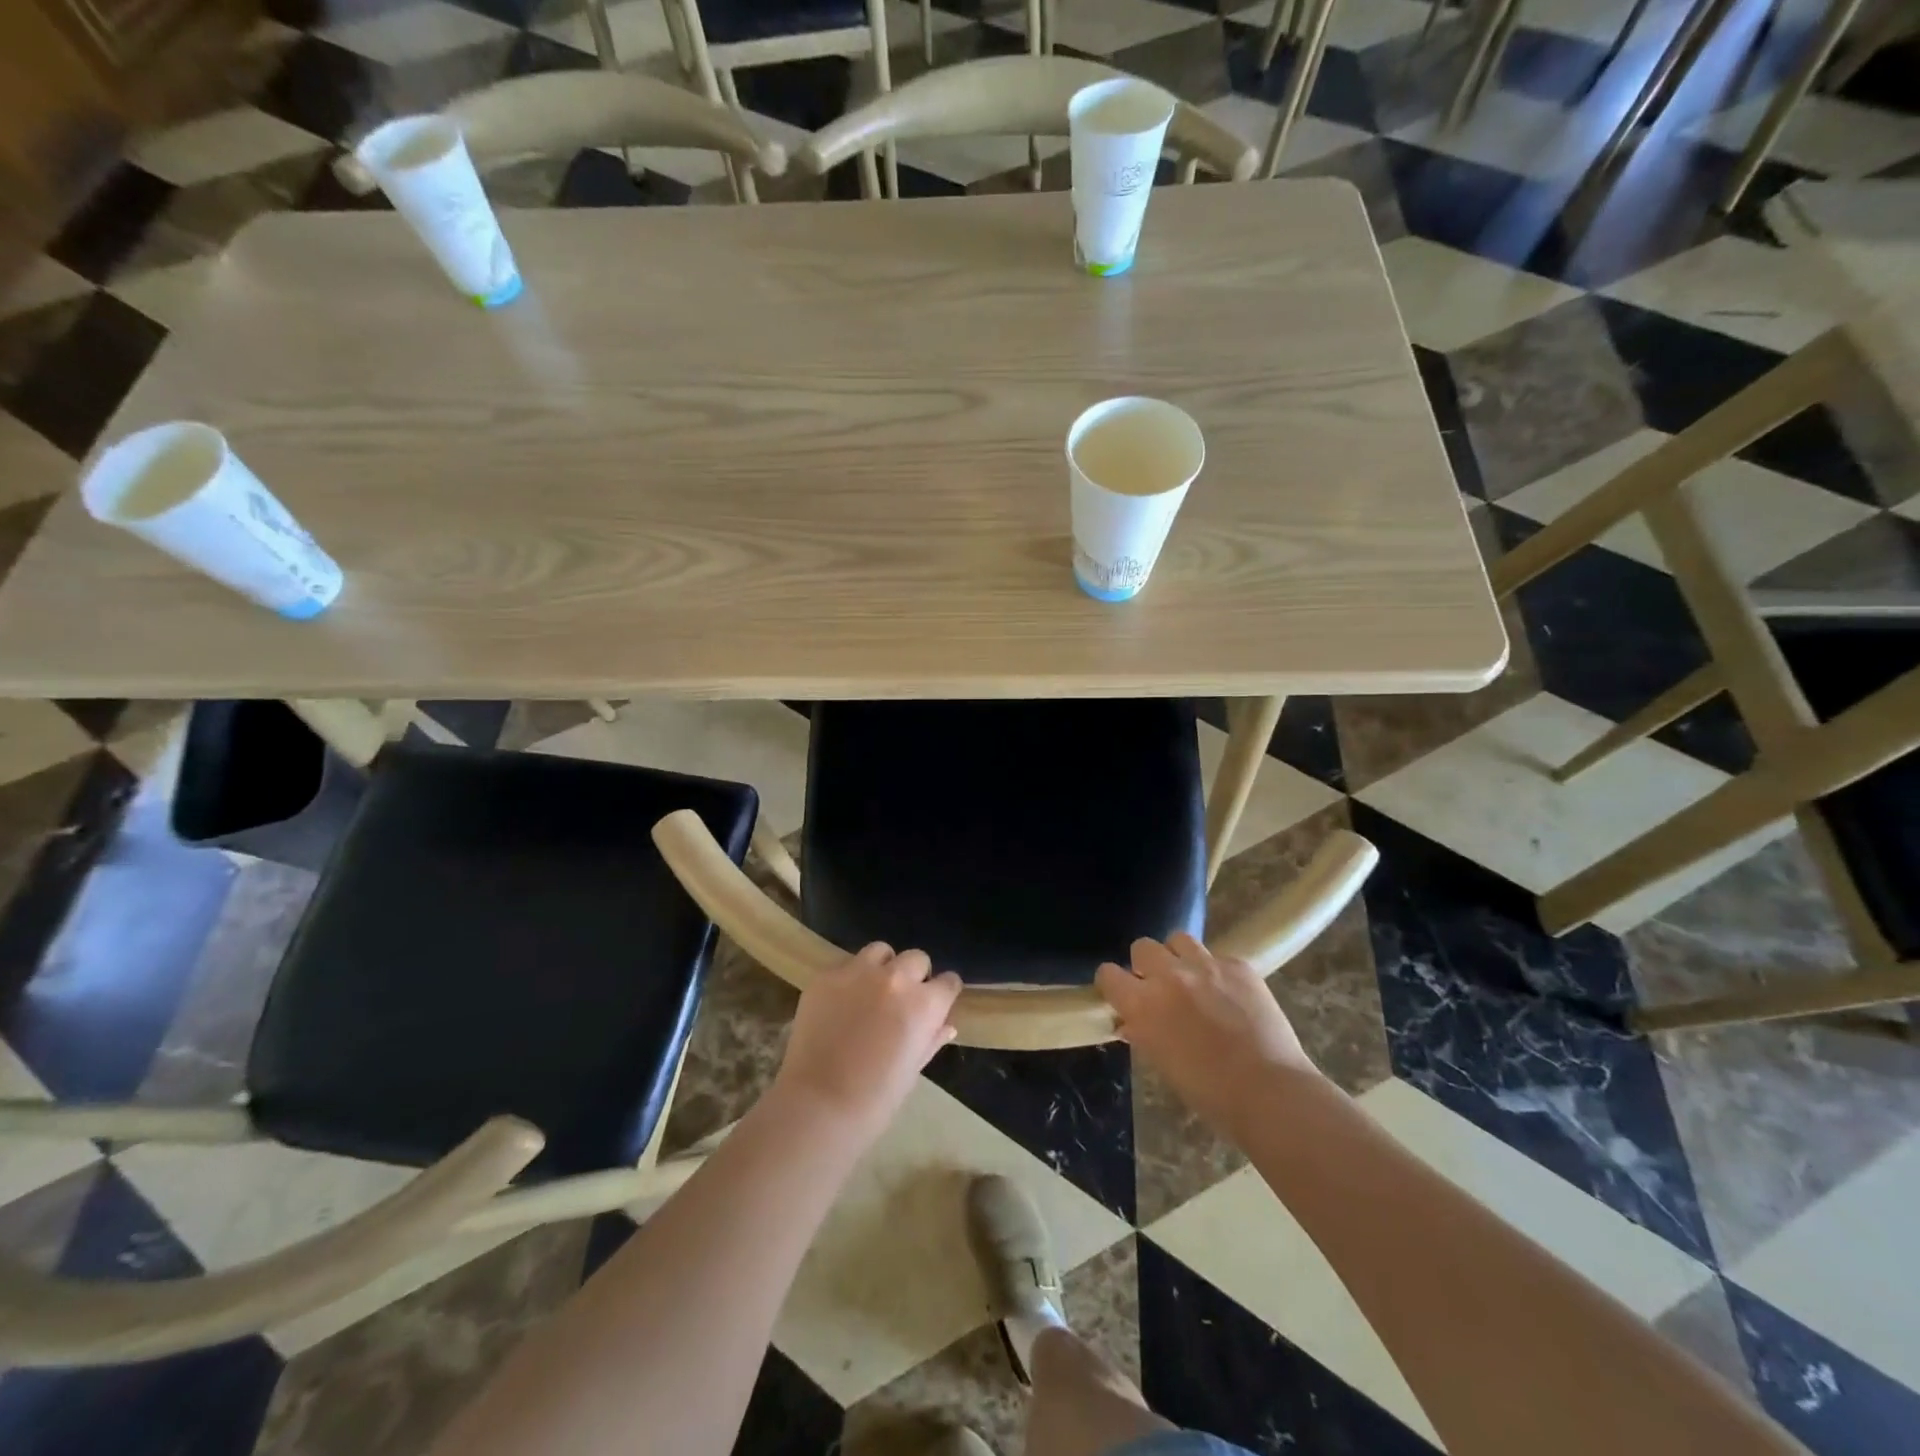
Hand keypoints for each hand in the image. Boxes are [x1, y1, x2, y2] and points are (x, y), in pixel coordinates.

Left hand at [771, 943, 962, 1143]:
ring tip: (871, 991)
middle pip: (916, 958)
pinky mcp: (826, 976)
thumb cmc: (875, 1099)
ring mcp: (858, 972)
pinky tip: (840, 1003)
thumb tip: (946, 1025)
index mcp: (924, 1004)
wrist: (819, 1104)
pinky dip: (849, 978)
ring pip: (880, 951)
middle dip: (915, 975)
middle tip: (901, 1000)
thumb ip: (930, 1039)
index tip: (937, 1003)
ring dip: (882, 967)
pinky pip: (846, 965)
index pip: (949, 981)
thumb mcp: (912, 1070)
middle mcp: (896, 978)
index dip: (944, 992)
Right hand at [1096, 933, 1317, 1139]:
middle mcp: (1169, 975)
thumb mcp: (1162, 1064)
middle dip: (1146, 964)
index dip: (1113, 983)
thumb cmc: (1209, 1092)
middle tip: (1160, 987)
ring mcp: (1206, 965)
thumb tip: (1131, 1021)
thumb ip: (1143, 1033)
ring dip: (1179, 957)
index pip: (1108, 973)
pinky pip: (1218, 956)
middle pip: (1142, 946)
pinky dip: (1217, 971)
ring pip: (1178, 939)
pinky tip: (1230, 994)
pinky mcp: (1238, 965)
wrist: (1269, 1091)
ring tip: (1193, 979)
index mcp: (1143, 1003)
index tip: (1122, 994)